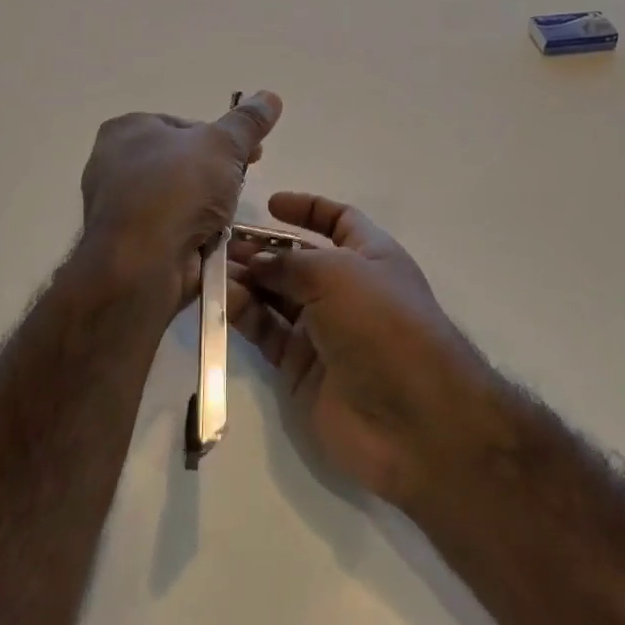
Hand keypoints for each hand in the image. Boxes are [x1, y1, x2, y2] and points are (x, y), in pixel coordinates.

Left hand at [79, 91, 281, 309]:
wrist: (138, 266)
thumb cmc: (176, 189)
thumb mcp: (222, 145)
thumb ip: (247, 122)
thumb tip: (270, 96)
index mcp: (128, 130)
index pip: (186, 126)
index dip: (224, 139)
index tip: (253, 155)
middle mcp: (114, 165)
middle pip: (183, 165)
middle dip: (217, 178)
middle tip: (241, 188)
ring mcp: (118, 209)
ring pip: (179, 202)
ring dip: (208, 211)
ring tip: (228, 220)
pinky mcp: (126, 248)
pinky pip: (171, 234)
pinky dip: (193, 238)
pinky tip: (213, 245)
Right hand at [229, 193, 494, 508]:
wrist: (413, 420)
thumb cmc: (382, 324)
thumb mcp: (338, 274)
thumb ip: (290, 263)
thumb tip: (257, 261)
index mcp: (370, 256)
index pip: (337, 220)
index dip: (306, 209)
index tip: (270, 204)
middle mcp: (346, 290)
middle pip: (297, 259)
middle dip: (263, 248)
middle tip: (221, 240)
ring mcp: (323, 331)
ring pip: (276, 296)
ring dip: (247, 280)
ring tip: (211, 267)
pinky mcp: (301, 369)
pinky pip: (267, 332)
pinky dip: (244, 315)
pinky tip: (220, 299)